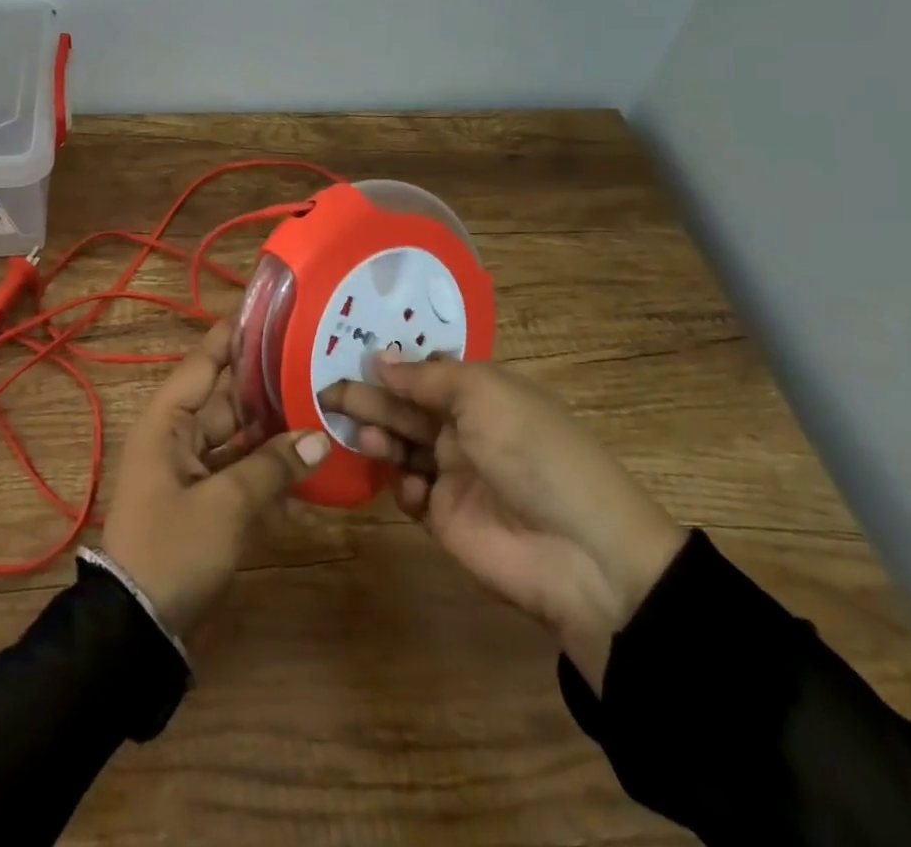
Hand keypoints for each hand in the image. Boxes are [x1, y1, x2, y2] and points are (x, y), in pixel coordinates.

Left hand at [102, 320, 331, 635]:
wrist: (136, 629)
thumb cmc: (172, 549)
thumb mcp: (226, 506)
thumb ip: (272, 467)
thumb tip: (319, 437)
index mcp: (167, 421)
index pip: (205, 361)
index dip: (235, 335)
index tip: (273, 311)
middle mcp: (177, 434)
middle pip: (227, 397)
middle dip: (268, 383)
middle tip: (317, 360)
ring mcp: (190, 468)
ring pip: (238, 434)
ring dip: (274, 428)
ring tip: (322, 405)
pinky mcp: (204, 498)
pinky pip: (239, 470)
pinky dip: (267, 469)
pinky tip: (308, 469)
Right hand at [323, 360, 685, 689]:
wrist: (583, 554)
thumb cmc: (533, 453)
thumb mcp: (485, 395)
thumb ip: (427, 377)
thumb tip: (380, 358)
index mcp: (481, 394)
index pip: (425, 372)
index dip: (389, 365)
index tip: (346, 356)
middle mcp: (464, 429)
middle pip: (405, 407)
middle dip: (370, 399)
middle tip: (328, 395)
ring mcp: (454, 475)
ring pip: (401, 447)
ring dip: (380, 439)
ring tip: (365, 439)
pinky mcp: (446, 518)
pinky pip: (410, 494)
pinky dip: (403, 488)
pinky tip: (413, 490)